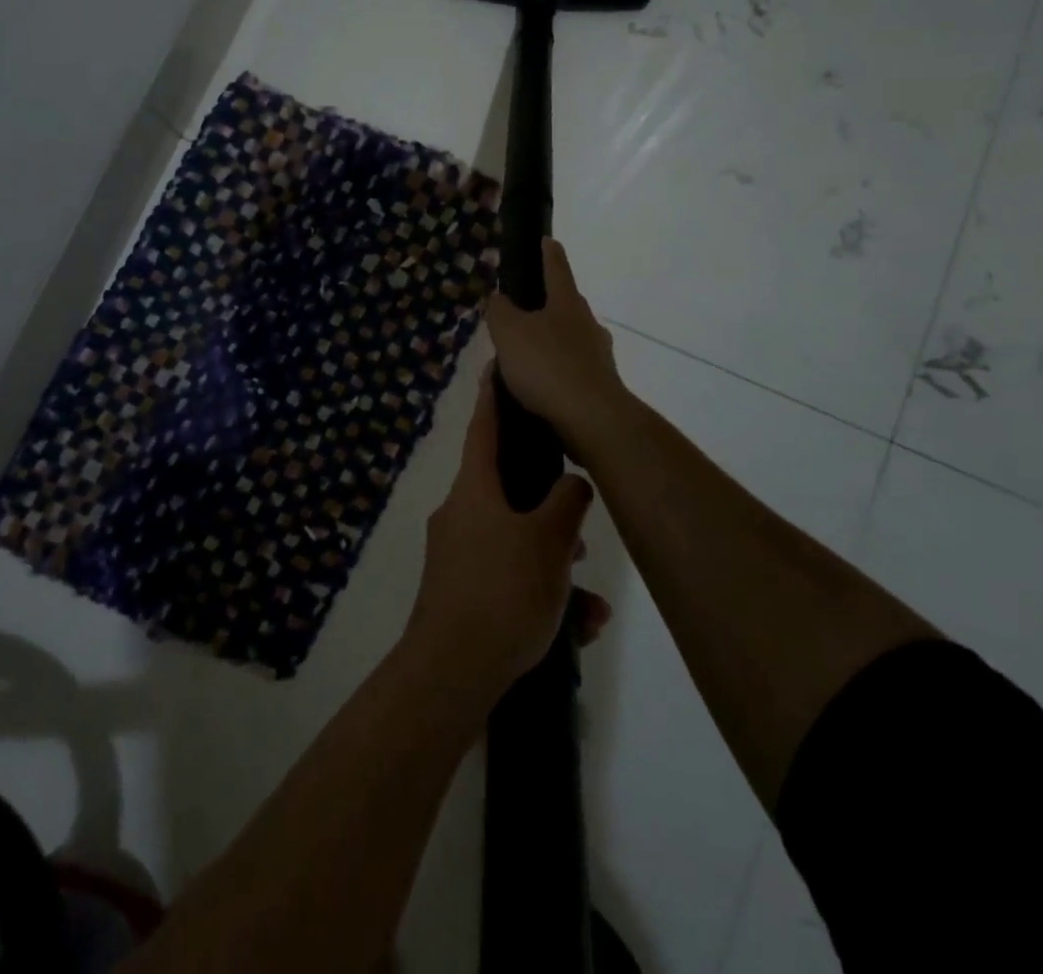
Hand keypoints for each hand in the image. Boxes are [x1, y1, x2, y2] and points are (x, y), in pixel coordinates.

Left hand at [404, 368, 611, 698]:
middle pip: (508, 490)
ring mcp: (457, 556)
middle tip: (580, 528)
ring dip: (554, 564)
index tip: (497, 368)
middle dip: (549, 508)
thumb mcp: (549, 541)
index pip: (484, 427)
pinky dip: (542, 596)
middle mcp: (460, 514)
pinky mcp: (462, 594)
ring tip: (590, 601)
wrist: (452, 675)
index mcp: (474, 489)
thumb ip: (567, 502)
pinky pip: (509, 579)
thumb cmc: (502, 592)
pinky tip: (578, 629)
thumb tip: (572, 483)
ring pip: (516, 542)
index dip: (493, 397)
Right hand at [485, 239, 630, 459]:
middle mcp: (587, 324)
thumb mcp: (509, 332)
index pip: (556, 269)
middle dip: (547, 304)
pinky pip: (570, 370)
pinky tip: (538, 387)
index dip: (549, 253)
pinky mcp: (599, 386)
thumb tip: (498, 298)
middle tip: (521, 311)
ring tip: (523, 357)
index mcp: (567, 304)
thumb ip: (499, 311)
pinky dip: (554, 372)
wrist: (591, 419)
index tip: (547, 240)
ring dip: (549, 343)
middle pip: (566, 305)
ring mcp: (597, 356)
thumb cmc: (547, 365)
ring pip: (569, 340)